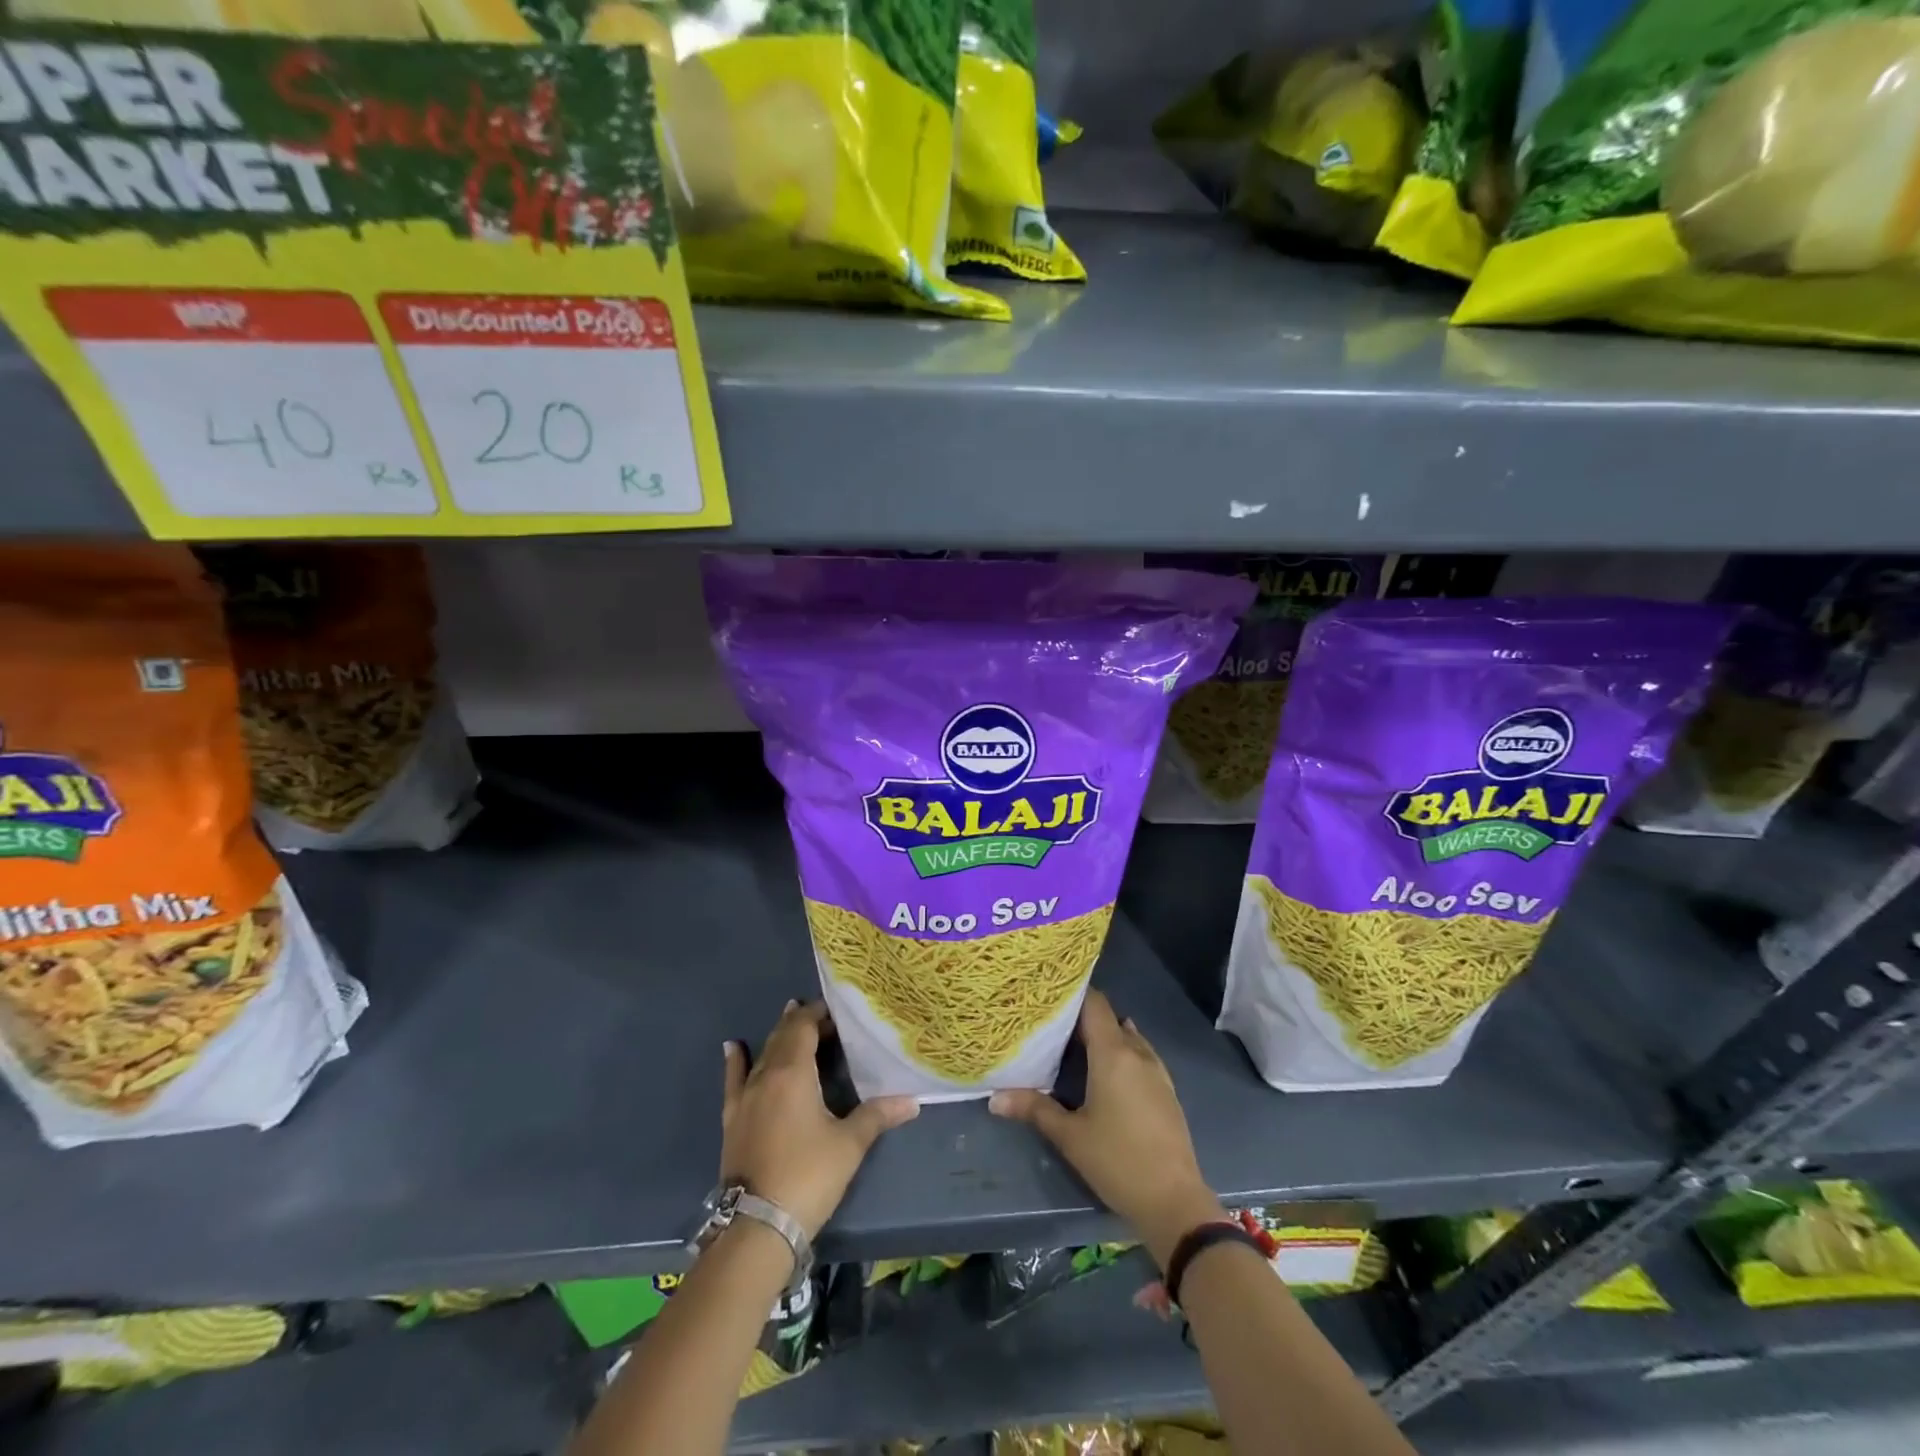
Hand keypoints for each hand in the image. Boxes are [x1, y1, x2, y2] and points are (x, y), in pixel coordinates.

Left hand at [721, 1000, 918, 1239]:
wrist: (757, 1226)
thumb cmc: (808, 1176)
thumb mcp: (849, 1144)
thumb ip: (878, 1115)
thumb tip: (913, 1101)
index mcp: (793, 1073)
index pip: (803, 1028)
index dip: (818, 1015)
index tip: (836, 1012)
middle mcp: (765, 1076)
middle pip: (782, 1038)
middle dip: (801, 1023)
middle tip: (822, 1017)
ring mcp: (745, 1098)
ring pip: (763, 1055)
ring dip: (778, 1037)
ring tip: (788, 1016)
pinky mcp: (732, 1120)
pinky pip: (734, 1081)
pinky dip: (735, 1061)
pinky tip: (732, 1047)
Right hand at [989, 990, 1223, 1267]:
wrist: (1175, 1202)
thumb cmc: (1118, 1162)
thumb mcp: (1070, 1136)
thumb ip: (1034, 1109)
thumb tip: (994, 1098)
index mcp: (1113, 1054)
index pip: (1095, 1004)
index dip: (1072, 994)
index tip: (1048, 995)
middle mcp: (1137, 1053)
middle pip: (1109, 1018)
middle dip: (1081, 1017)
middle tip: (1050, 1022)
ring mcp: (1156, 1071)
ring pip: (1127, 1037)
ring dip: (1104, 1036)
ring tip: (1073, 1043)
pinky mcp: (1166, 1090)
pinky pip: (1140, 1055)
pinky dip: (1121, 1053)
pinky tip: (1105, 1071)